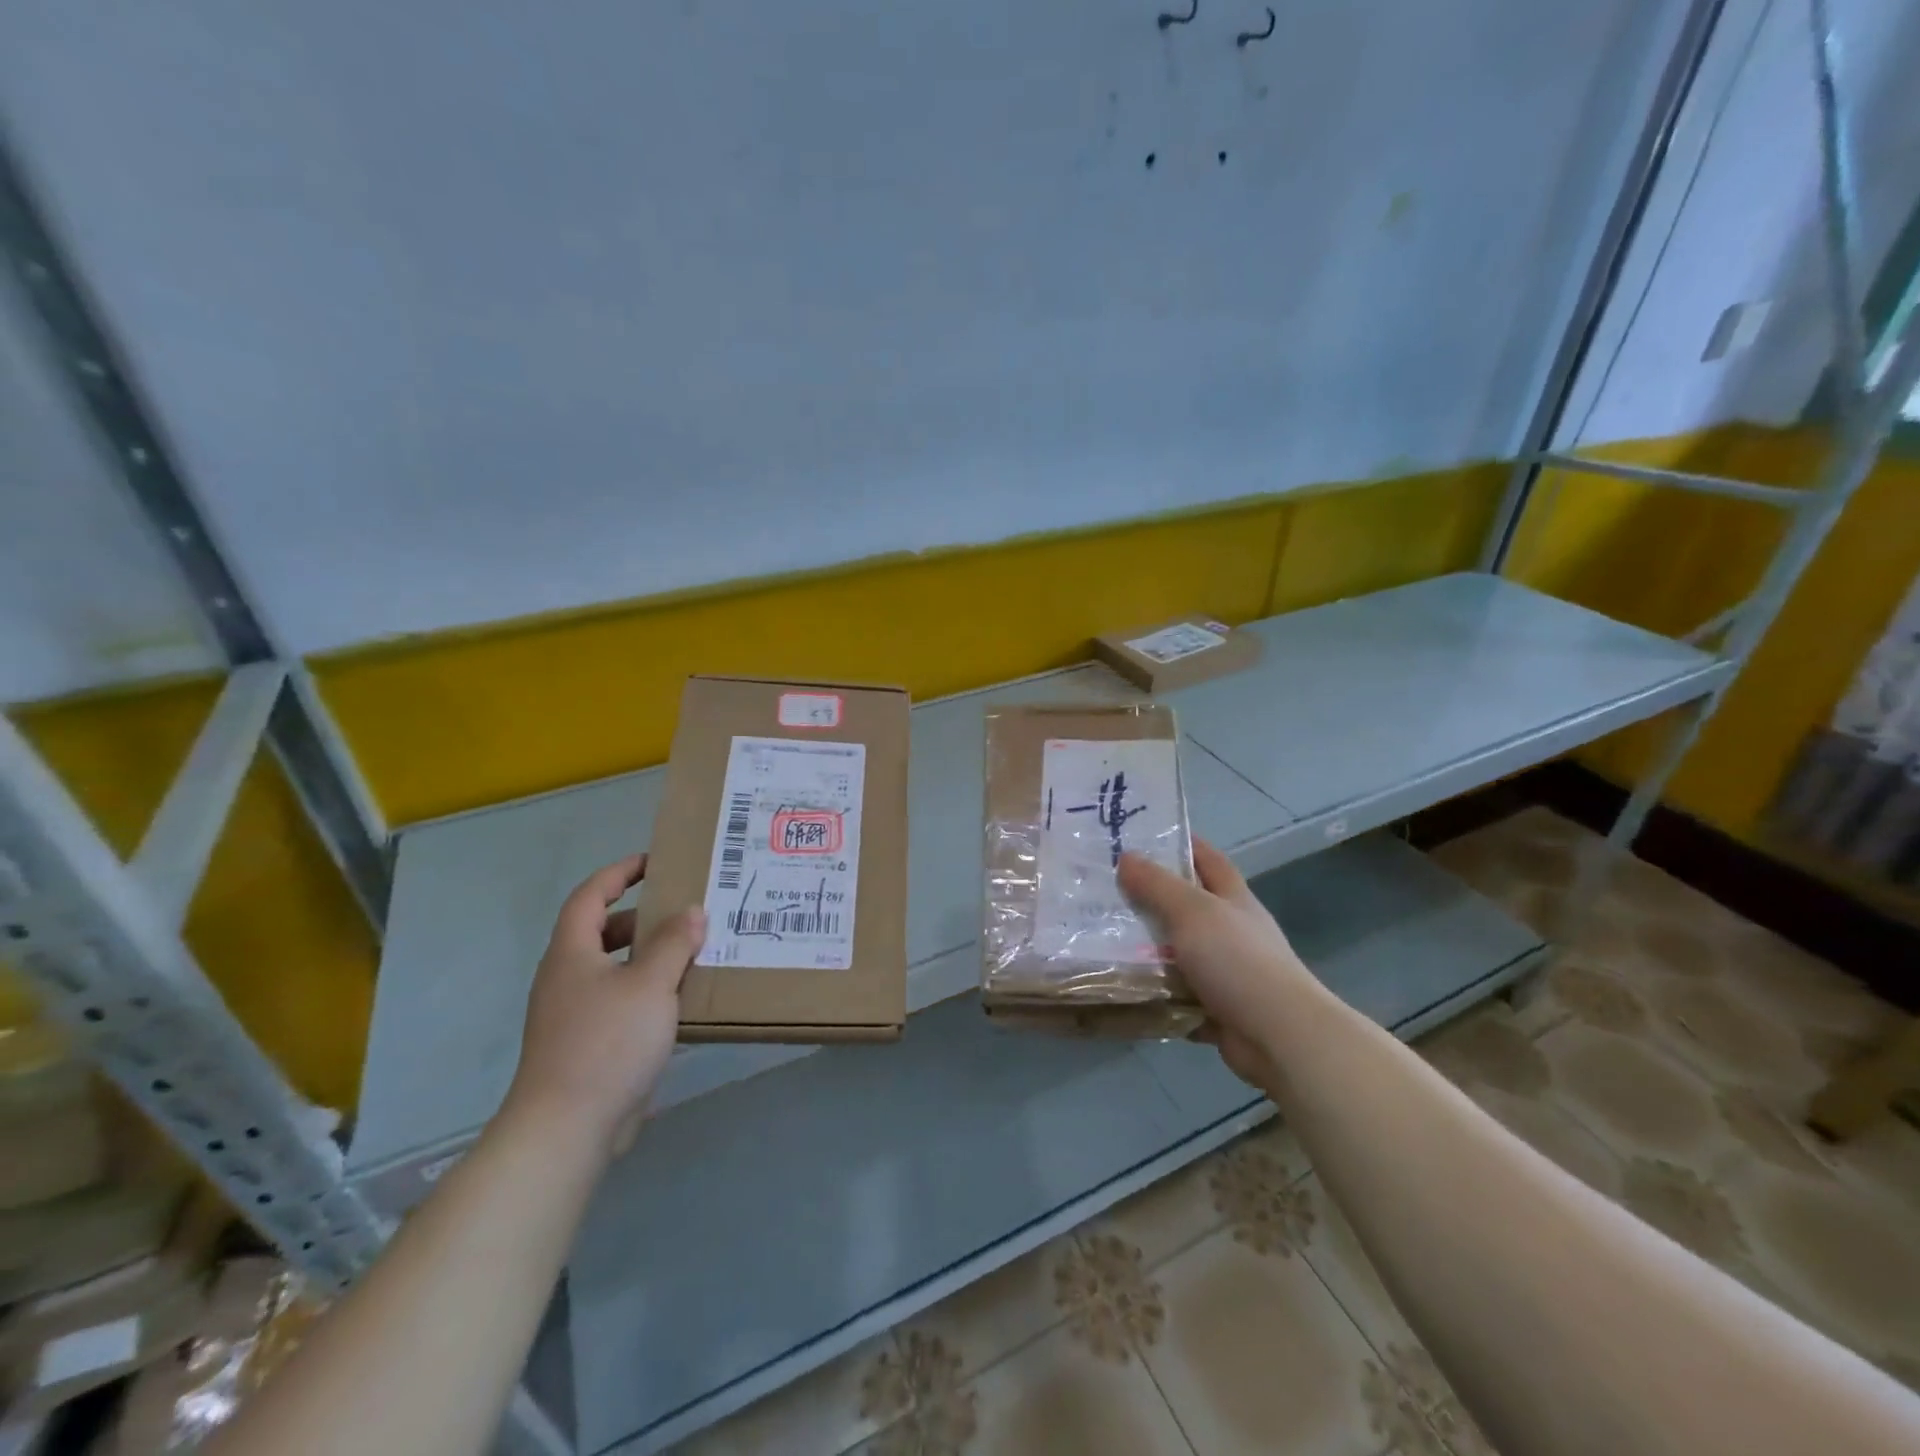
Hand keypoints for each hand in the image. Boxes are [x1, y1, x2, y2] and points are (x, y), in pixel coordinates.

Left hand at [504, 854, 706, 1156]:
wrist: (566, 1128)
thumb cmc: (607, 1042)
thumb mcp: (650, 984)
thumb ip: (673, 943)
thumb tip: (691, 911)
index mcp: (571, 953)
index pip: (590, 896)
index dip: (619, 873)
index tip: (653, 862)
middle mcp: (565, 978)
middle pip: (599, 932)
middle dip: (640, 918)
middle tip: (682, 913)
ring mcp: (571, 1014)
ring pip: (611, 969)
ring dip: (646, 957)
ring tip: (689, 955)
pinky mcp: (583, 1045)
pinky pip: (617, 1001)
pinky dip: (645, 991)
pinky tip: (676, 1003)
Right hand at [1118, 838, 1323, 1088]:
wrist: (1280, 1037)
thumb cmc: (1238, 961)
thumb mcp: (1193, 911)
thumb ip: (1157, 885)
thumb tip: (1126, 857)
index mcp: (1233, 899)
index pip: (1208, 858)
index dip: (1181, 843)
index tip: (1142, 836)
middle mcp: (1231, 931)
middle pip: (1187, 905)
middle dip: (1150, 897)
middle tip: (1104, 889)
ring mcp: (1226, 971)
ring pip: (1178, 952)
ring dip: (1146, 949)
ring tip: (1100, 938)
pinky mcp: (1217, 1009)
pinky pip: (1177, 994)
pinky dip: (1153, 993)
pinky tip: (1121, 988)